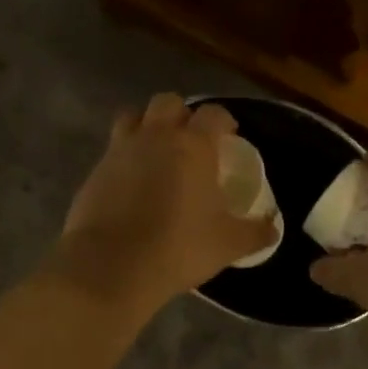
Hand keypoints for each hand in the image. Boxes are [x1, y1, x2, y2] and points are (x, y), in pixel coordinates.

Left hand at [48, 94, 277, 316]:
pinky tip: (132, 182)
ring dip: (147, 125)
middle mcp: (155, 137)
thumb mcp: (228, 245)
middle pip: (167, 102)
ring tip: (157, 150)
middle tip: (191, 139)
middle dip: (182, 113)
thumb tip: (273, 228)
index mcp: (193, 146)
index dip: (224, 120)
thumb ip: (255, 232)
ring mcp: (119, 151)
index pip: (213, 113)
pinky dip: (124, 157)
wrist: (112, 266)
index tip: (229, 136)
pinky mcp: (94, 171)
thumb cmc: (178, 248)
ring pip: (132, 117)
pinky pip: (112, 150)